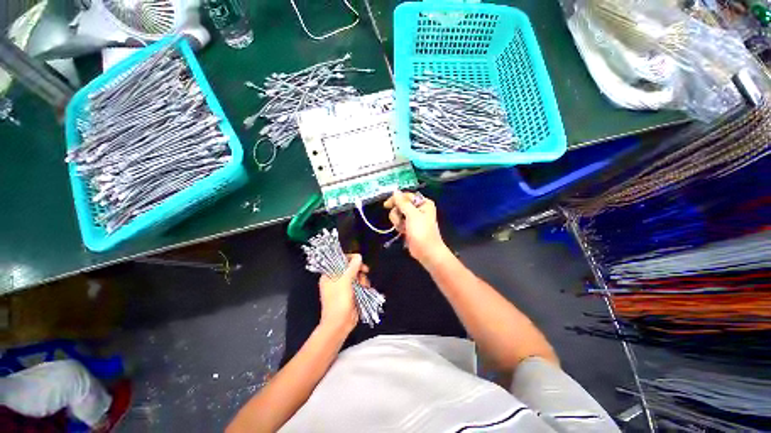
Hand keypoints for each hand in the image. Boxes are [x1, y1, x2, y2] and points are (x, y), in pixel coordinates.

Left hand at [318, 254, 368, 334]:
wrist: (339, 324)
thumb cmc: (338, 301)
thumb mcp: (345, 282)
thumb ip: (352, 268)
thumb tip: (358, 256)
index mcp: (329, 275)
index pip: (340, 260)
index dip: (350, 259)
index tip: (359, 260)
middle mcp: (336, 279)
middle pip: (350, 268)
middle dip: (358, 270)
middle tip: (365, 271)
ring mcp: (344, 287)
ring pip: (356, 276)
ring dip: (362, 278)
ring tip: (364, 285)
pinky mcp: (351, 293)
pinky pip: (359, 284)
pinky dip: (363, 285)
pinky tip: (366, 288)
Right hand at [384, 191, 449, 265]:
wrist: (427, 252)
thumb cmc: (422, 232)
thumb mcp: (412, 215)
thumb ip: (402, 202)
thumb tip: (395, 191)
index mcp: (423, 203)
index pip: (406, 196)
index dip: (396, 199)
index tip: (386, 205)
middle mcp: (419, 208)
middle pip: (400, 205)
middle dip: (397, 213)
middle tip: (399, 221)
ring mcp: (414, 218)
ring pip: (398, 214)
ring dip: (397, 221)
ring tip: (402, 228)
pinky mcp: (409, 226)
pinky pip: (399, 221)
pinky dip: (399, 226)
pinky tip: (402, 232)